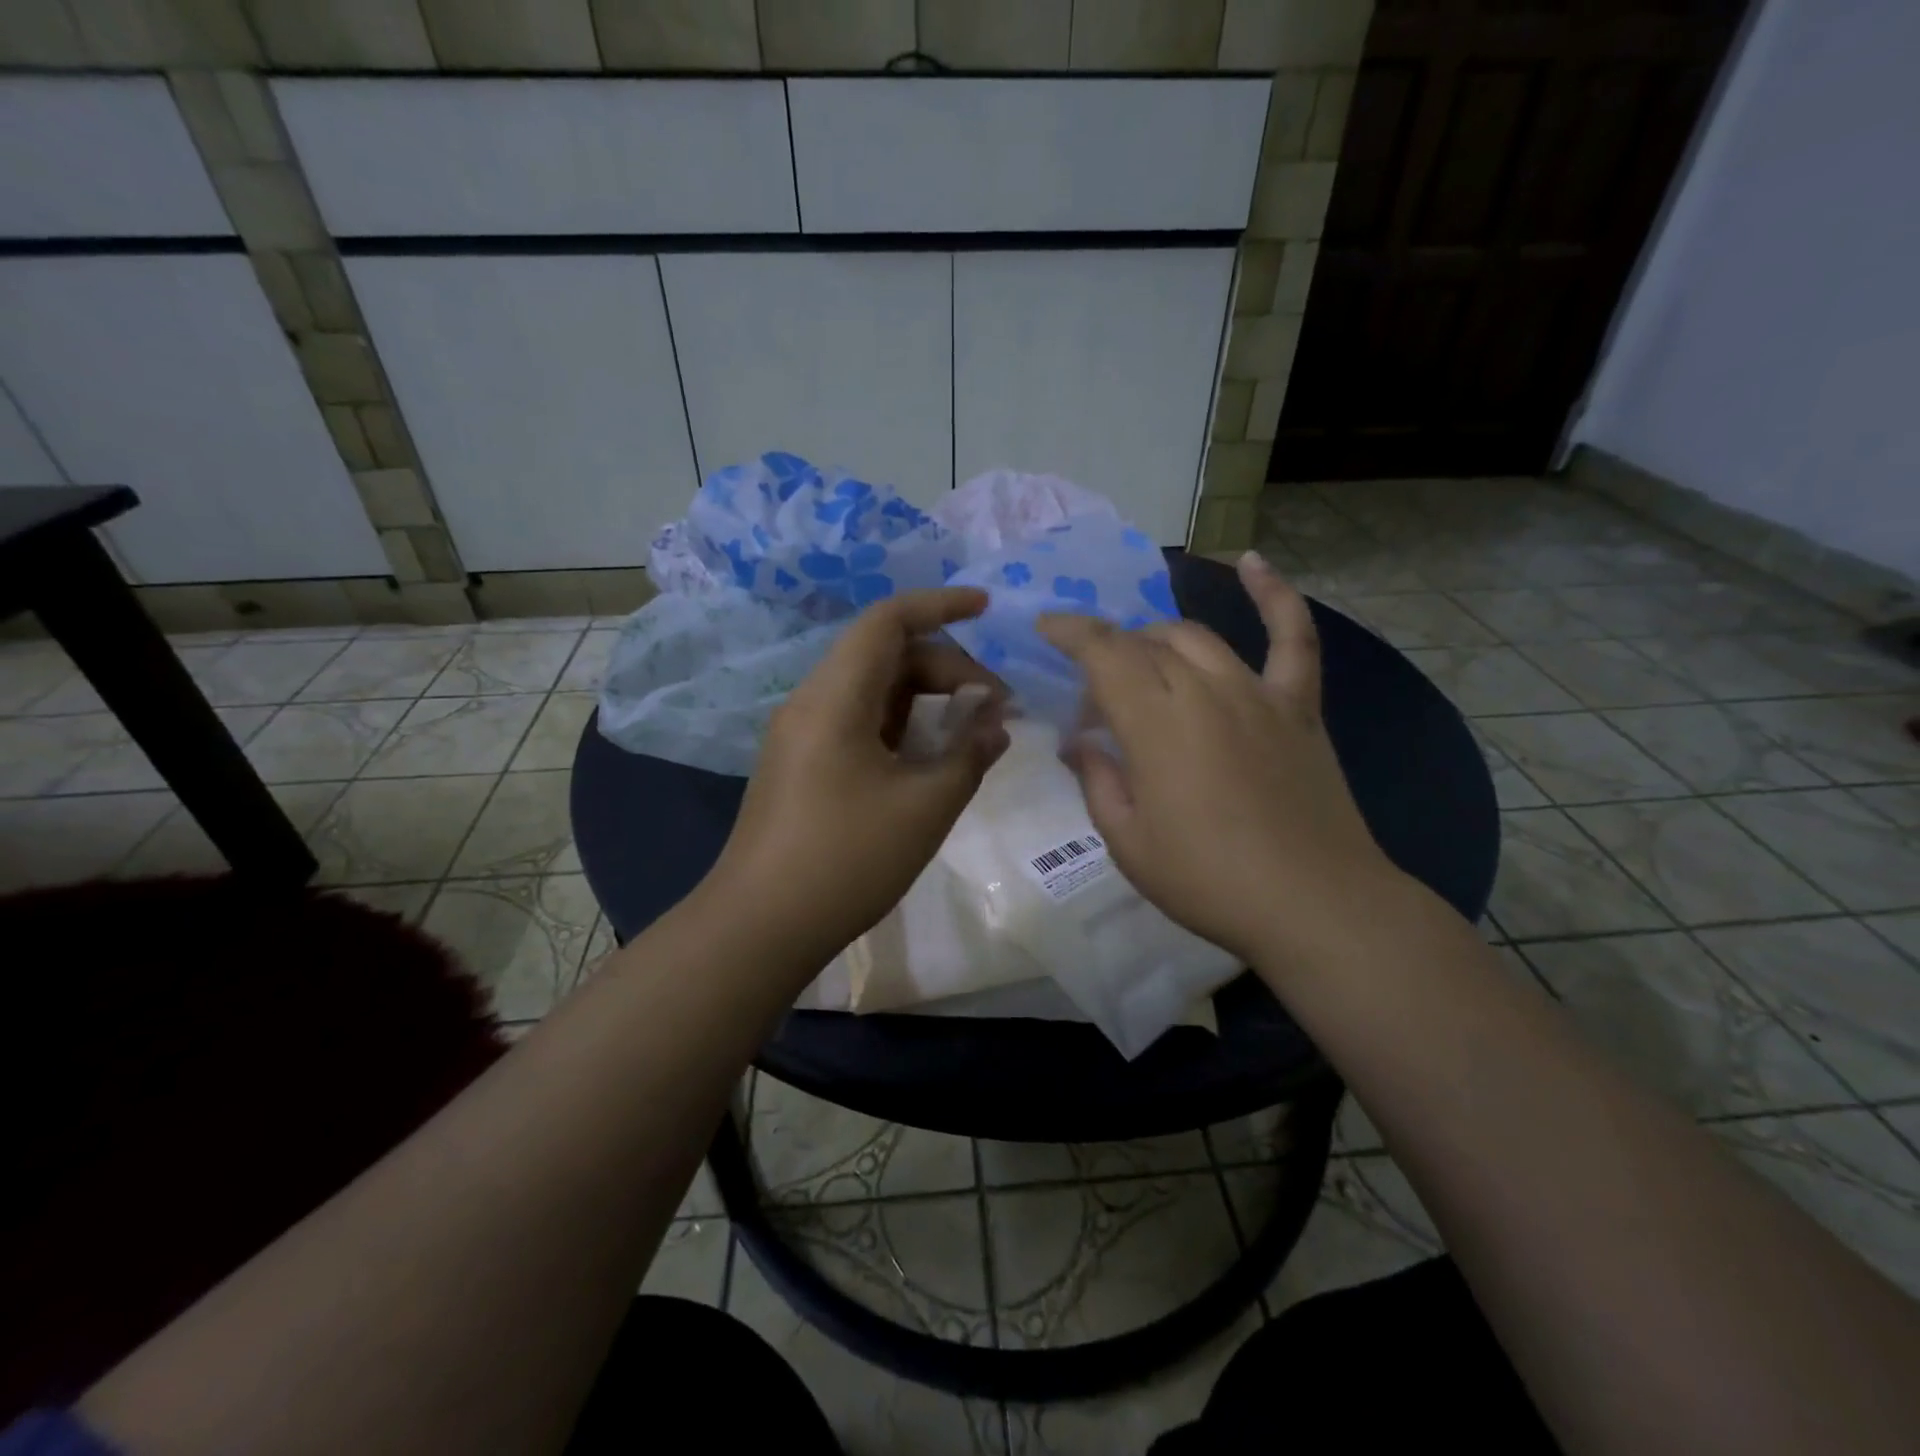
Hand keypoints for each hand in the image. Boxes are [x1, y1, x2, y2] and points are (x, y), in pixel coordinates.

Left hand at [709, 587, 1009, 967]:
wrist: (759, 926)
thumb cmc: (846, 861)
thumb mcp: (925, 807)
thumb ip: (969, 754)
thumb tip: (996, 722)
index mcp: (835, 697)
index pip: (888, 621)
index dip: (940, 605)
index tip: (988, 608)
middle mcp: (813, 702)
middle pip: (885, 655)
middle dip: (947, 668)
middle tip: (996, 707)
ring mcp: (803, 735)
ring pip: (873, 691)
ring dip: (925, 699)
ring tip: (973, 732)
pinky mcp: (803, 764)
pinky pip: (859, 722)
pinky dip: (902, 726)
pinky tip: (933, 758)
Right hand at [1038, 553, 1397, 966]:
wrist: (1315, 904)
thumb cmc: (1208, 880)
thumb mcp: (1128, 842)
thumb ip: (1097, 780)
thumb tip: (1078, 742)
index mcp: (1155, 723)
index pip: (1103, 654)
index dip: (1069, 633)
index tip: (1045, 628)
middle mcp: (1203, 690)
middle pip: (1145, 644)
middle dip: (1108, 657)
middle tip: (1095, 703)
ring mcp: (1257, 693)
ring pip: (1196, 638)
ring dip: (1158, 640)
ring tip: (1142, 664)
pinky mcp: (1297, 706)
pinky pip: (1292, 637)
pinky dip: (1274, 595)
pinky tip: (1252, 562)